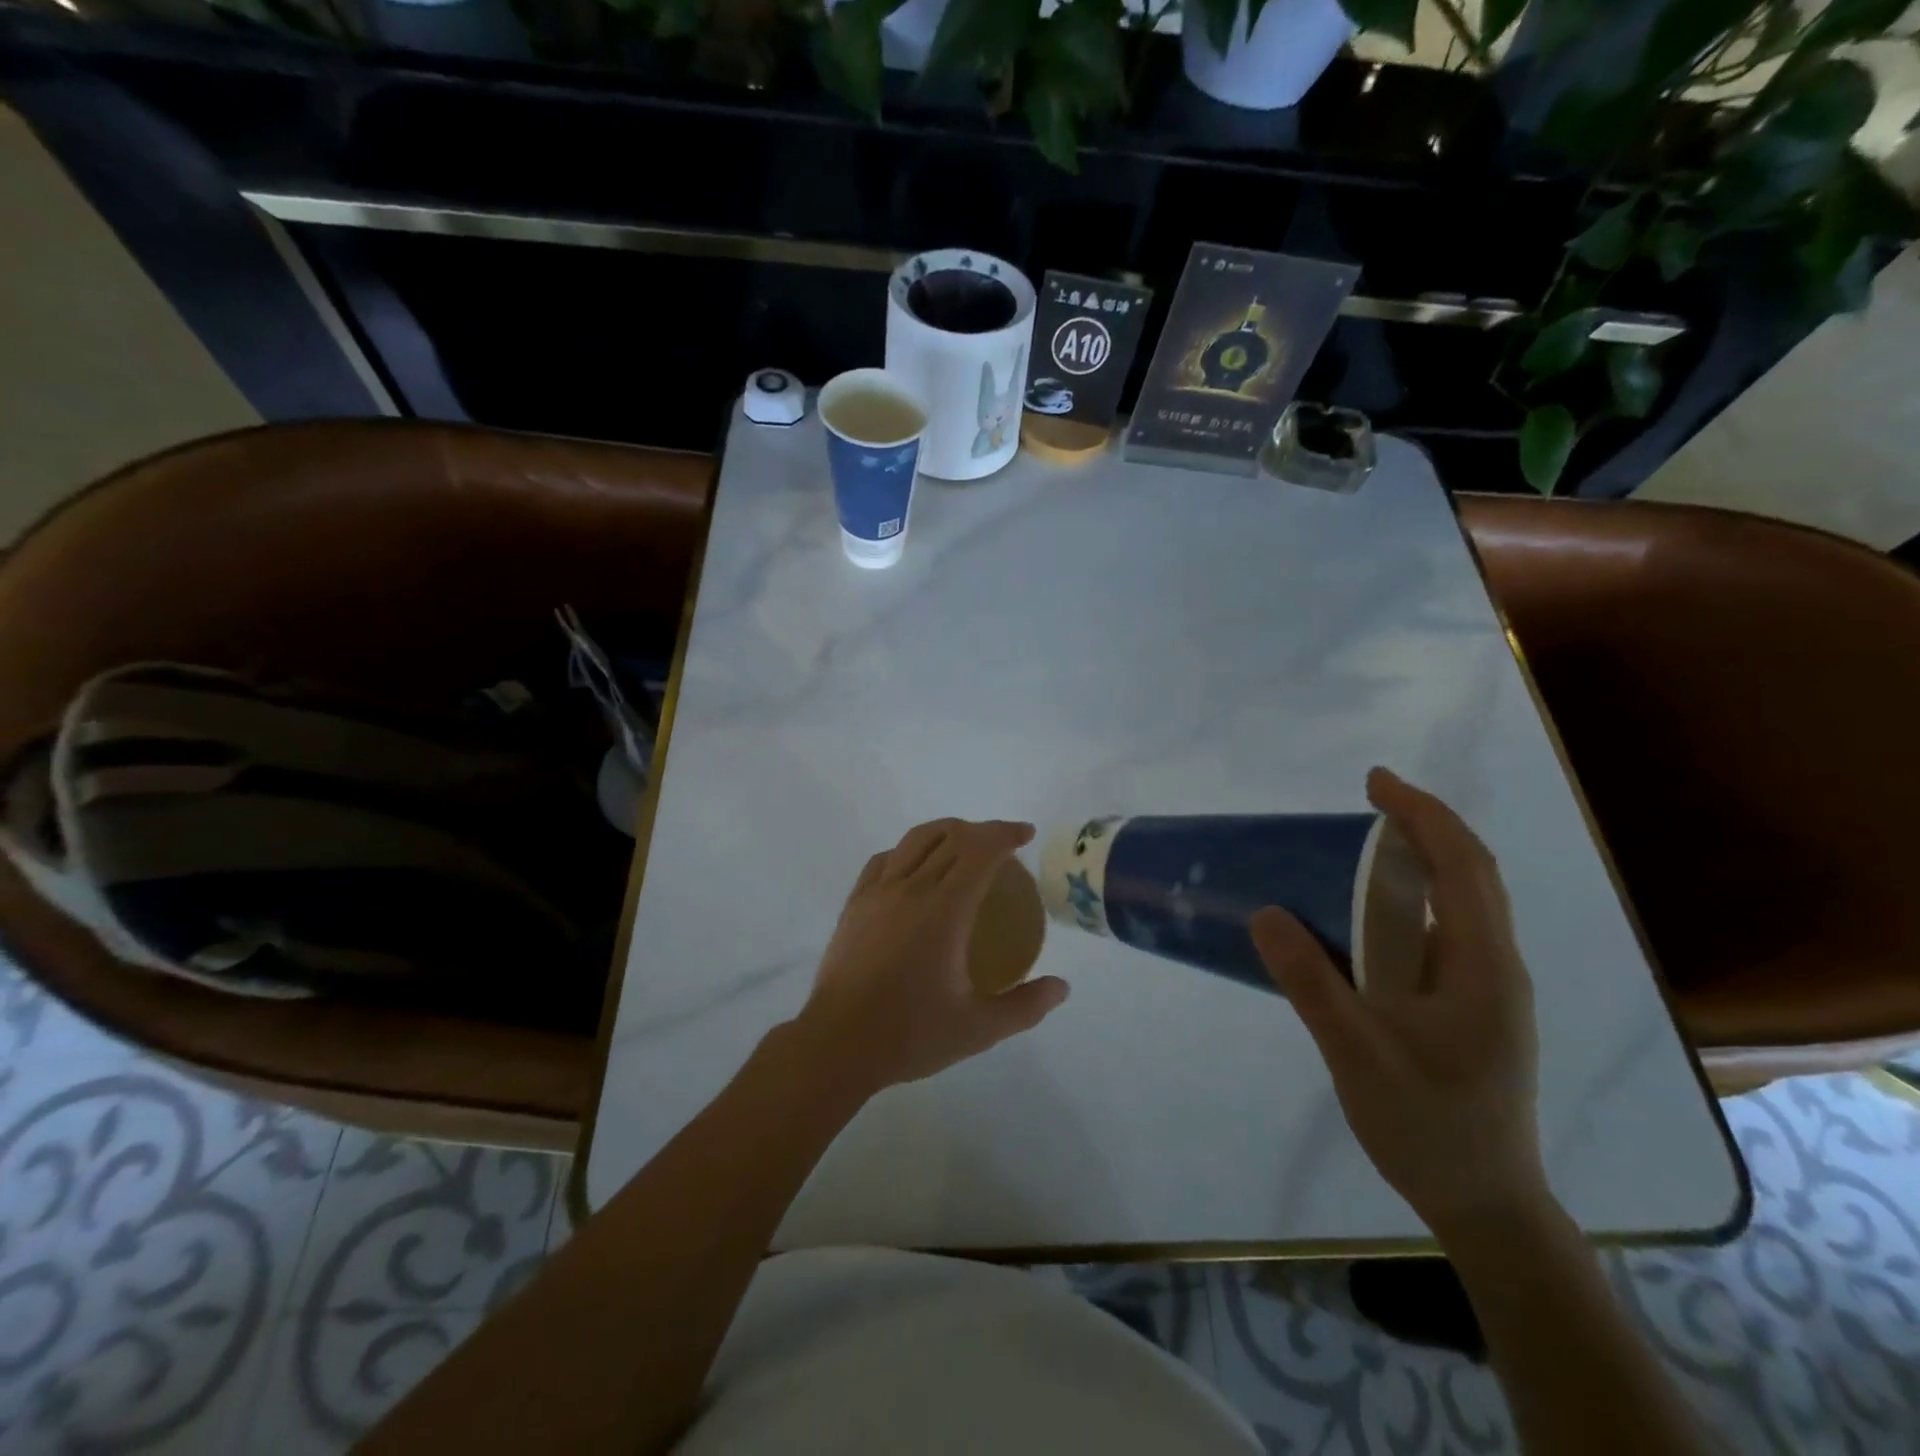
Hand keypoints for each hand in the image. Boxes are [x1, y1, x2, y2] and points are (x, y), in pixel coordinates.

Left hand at [795, 818, 1070, 1095]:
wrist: (837, 1045)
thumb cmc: (910, 1034)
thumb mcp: (979, 1029)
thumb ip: (1025, 1006)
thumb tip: (1062, 987)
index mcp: (944, 909)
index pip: (979, 850)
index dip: (1005, 834)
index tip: (1025, 835)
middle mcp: (910, 888)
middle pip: (950, 837)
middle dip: (982, 831)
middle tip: (1004, 846)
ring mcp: (877, 893)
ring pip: (914, 840)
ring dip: (946, 833)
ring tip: (963, 847)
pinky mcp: (854, 904)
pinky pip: (884, 860)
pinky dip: (908, 851)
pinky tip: (914, 870)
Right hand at [1252, 768, 1548, 1237]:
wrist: (1485, 1203)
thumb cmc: (1428, 1125)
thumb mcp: (1358, 1053)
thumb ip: (1312, 982)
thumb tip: (1265, 911)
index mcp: (1483, 966)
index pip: (1463, 867)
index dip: (1423, 815)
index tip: (1374, 783)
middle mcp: (1494, 965)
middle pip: (1470, 874)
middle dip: (1423, 825)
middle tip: (1366, 801)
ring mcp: (1485, 987)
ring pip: (1461, 902)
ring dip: (1418, 860)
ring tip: (1359, 844)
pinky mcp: (1468, 1005)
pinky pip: (1441, 931)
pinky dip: (1408, 900)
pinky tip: (1364, 914)